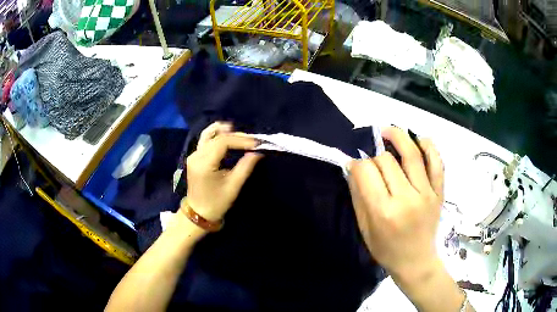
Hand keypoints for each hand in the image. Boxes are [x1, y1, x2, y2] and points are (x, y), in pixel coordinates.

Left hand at [185, 122, 262, 221]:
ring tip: (237, 131)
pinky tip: (226, 134)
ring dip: (223, 131)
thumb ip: (245, 167)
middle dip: (236, 136)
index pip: (223, 142)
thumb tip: (257, 152)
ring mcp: (193, 155)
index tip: (256, 144)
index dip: (241, 140)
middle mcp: (196, 156)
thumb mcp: (233, 186)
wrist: (199, 213)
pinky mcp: (194, 157)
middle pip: (216, 137)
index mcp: (204, 164)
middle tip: (252, 140)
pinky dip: (216, 135)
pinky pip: (204, 140)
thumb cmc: (217, 203)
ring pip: (207, 134)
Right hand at [348, 127, 443, 281]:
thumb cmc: (386, 249)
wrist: (416, 261)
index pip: (367, 171)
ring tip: (388, 131)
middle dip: (374, 155)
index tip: (355, 164)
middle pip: (387, 160)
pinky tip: (419, 139)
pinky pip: (437, 162)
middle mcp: (407, 198)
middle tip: (372, 160)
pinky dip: (429, 146)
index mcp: (384, 211)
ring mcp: (427, 193)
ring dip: (398, 136)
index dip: (357, 162)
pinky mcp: (439, 192)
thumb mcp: (365, 228)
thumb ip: (358, 196)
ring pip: (413, 154)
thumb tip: (353, 166)